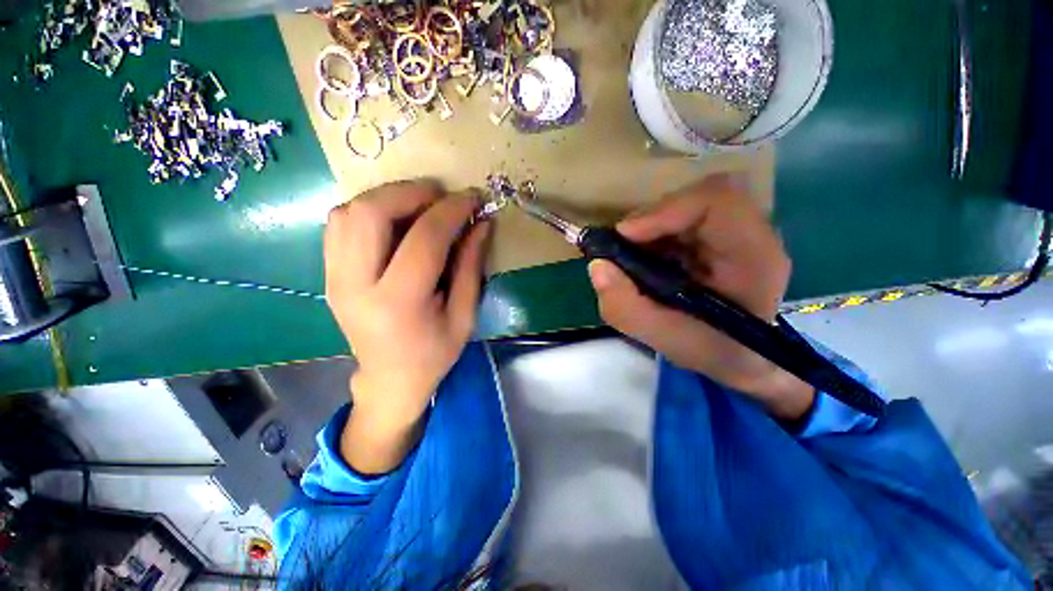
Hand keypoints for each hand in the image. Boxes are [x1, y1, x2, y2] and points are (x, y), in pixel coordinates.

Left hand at [325, 181, 490, 473]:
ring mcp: (334, 278)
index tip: (473, 198)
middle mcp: (356, 286)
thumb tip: (482, 224)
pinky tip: (395, 219)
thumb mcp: (464, 316)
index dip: (452, 211)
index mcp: (399, 304)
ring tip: (421, 205)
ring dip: (389, 197)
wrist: (389, 379)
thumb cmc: (434, 353)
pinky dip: (369, 209)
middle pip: (371, 213)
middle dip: (412, 192)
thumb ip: (471, 267)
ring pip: (349, 211)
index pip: (424, 239)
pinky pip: (339, 223)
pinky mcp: (327, 273)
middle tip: (443, 196)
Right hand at [587, 175, 813, 419]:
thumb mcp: (663, 338)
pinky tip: (646, 259)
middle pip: (697, 197)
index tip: (625, 235)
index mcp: (754, 257)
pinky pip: (681, 217)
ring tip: (632, 257)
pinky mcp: (719, 235)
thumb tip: (597, 266)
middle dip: (650, 220)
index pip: (717, 201)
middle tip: (620, 248)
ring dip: (650, 227)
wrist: (741, 357)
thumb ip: (625, 307)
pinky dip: (654, 233)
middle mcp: (752, 234)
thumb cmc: (713, 351)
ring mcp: (737, 231)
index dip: (666, 209)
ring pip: (687, 204)